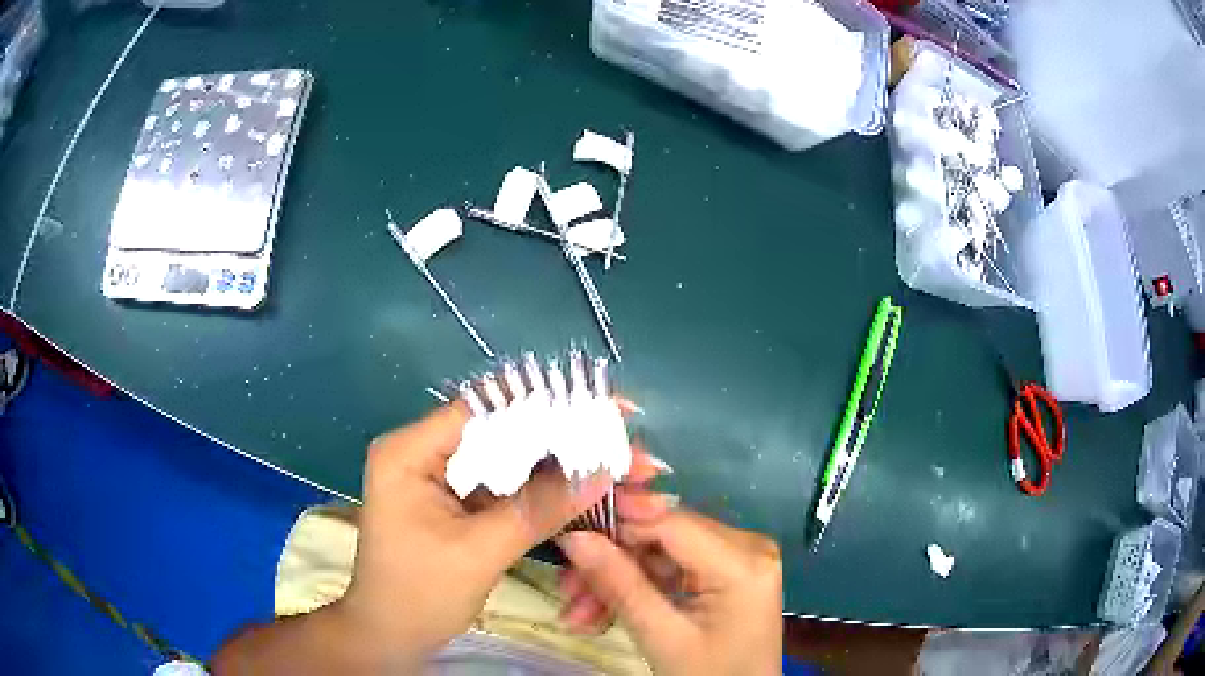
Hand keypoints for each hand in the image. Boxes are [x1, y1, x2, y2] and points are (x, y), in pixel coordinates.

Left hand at [335, 403, 610, 670]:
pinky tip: (579, 487)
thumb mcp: (479, 552)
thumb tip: (600, 472)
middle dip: (561, 439)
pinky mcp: (454, 501)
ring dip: (556, 465)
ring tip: (610, 462)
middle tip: (619, 440)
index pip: (484, 412)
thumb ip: (538, 509)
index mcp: (409, 451)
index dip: (546, 407)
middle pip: (499, 433)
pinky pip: (503, 486)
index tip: (604, 410)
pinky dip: (540, 490)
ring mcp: (438, 477)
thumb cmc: (419, 594)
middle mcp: (422, 452)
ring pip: (507, 460)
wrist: (391, 636)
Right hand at [557, 489, 782, 675]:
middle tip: (567, 591)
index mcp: (743, 561)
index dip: (618, 523)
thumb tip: (574, 536)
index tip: (568, 535)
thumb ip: (619, 584)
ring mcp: (739, 559)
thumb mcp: (661, 636)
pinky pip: (673, 570)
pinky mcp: (727, 574)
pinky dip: (639, 590)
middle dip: (612, 565)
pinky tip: (604, 613)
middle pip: (663, 539)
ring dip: (619, 581)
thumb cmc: (709, 675)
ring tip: (578, 615)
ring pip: (661, 556)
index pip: (670, 522)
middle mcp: (747, 546)